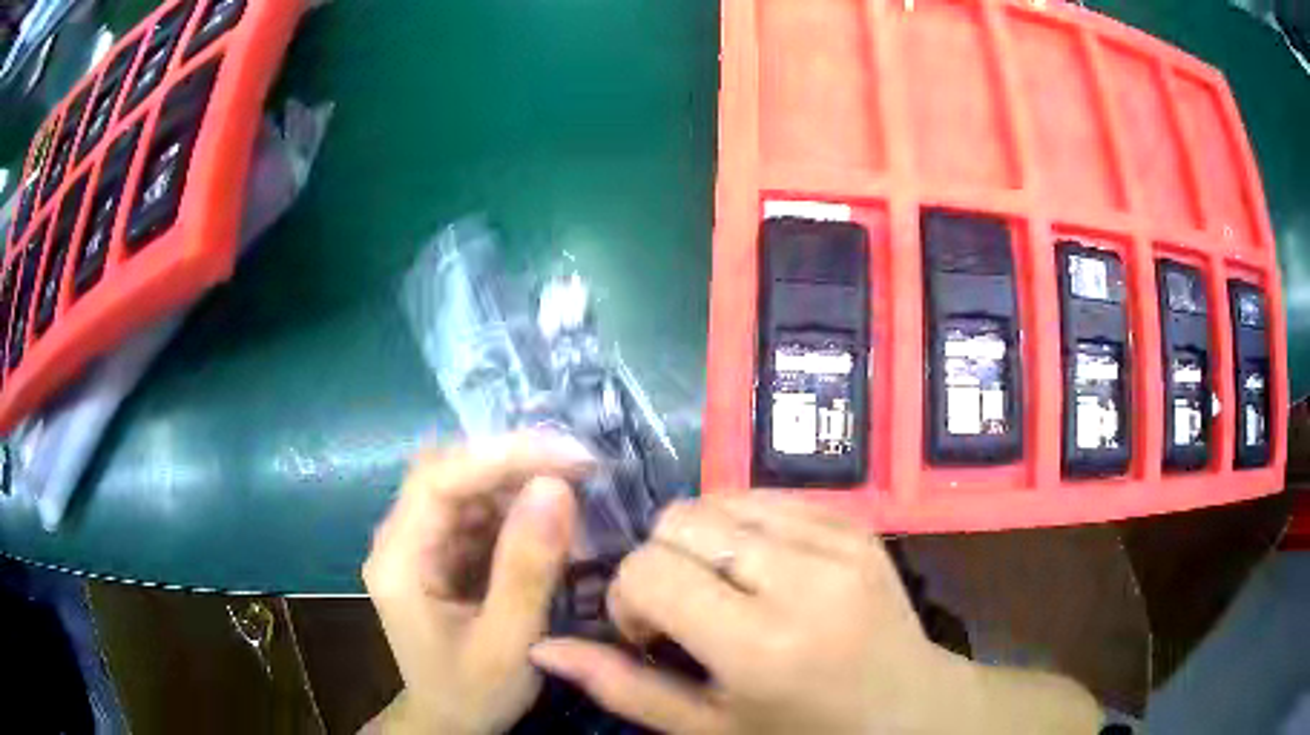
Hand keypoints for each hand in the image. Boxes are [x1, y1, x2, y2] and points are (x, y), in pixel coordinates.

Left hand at [362, 433, 592, 734]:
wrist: (452, 721)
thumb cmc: (473, 692)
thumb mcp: (508, 642)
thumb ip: (528, 569)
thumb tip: (556, 487)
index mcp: (398, 562)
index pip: (437, 481)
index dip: (500, 456)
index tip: (569, 456)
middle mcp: (400, 539)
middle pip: (449, 473)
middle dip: (515, 462)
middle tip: (582, 466)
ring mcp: (420, 543)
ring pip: (467, 486)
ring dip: (521, 482)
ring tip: (577, 491)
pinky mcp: (442, 551)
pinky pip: (479, 511)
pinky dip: (519, 508)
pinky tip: (554, 520)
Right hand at [530, 493, 1100, 733]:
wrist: (908, 708)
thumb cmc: (802, 732)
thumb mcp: (708, 728)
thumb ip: (623, 688)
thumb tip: (543, 646)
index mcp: (762, 644)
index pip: (649, 568)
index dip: (631, 598)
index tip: (653, 635)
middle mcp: (803, 578)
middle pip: (679, 520)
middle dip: (662, 563)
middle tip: (689, 613)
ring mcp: (839, 539)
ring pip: (718, 499)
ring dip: (703, 543)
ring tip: (727, 592)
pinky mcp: (856, 521)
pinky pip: (767, 496)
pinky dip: (745, 528)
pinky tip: (764, 573)